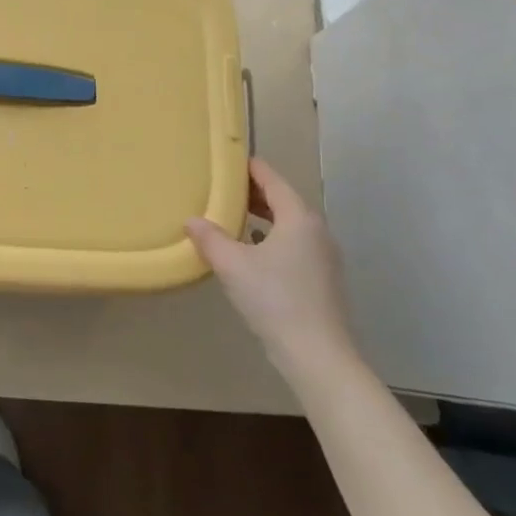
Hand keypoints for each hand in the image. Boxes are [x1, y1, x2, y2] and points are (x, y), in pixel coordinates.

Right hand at [186, 158, 357, 381]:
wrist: (318, 355)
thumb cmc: (274, 299)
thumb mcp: (232, 265)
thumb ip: (210, 238)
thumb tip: (192, 220)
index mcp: (298, 218)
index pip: (272, 179)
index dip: (249, 168)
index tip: (227, 160)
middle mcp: (316, 230)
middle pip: (283, 200)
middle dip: (253, 193)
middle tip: (222, 189)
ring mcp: (324, 256)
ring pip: (290, 224)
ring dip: (263, 217)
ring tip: (233, 217)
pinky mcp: (323, 279)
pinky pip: (295, 245)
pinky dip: (273, 239)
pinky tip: (252, 253)